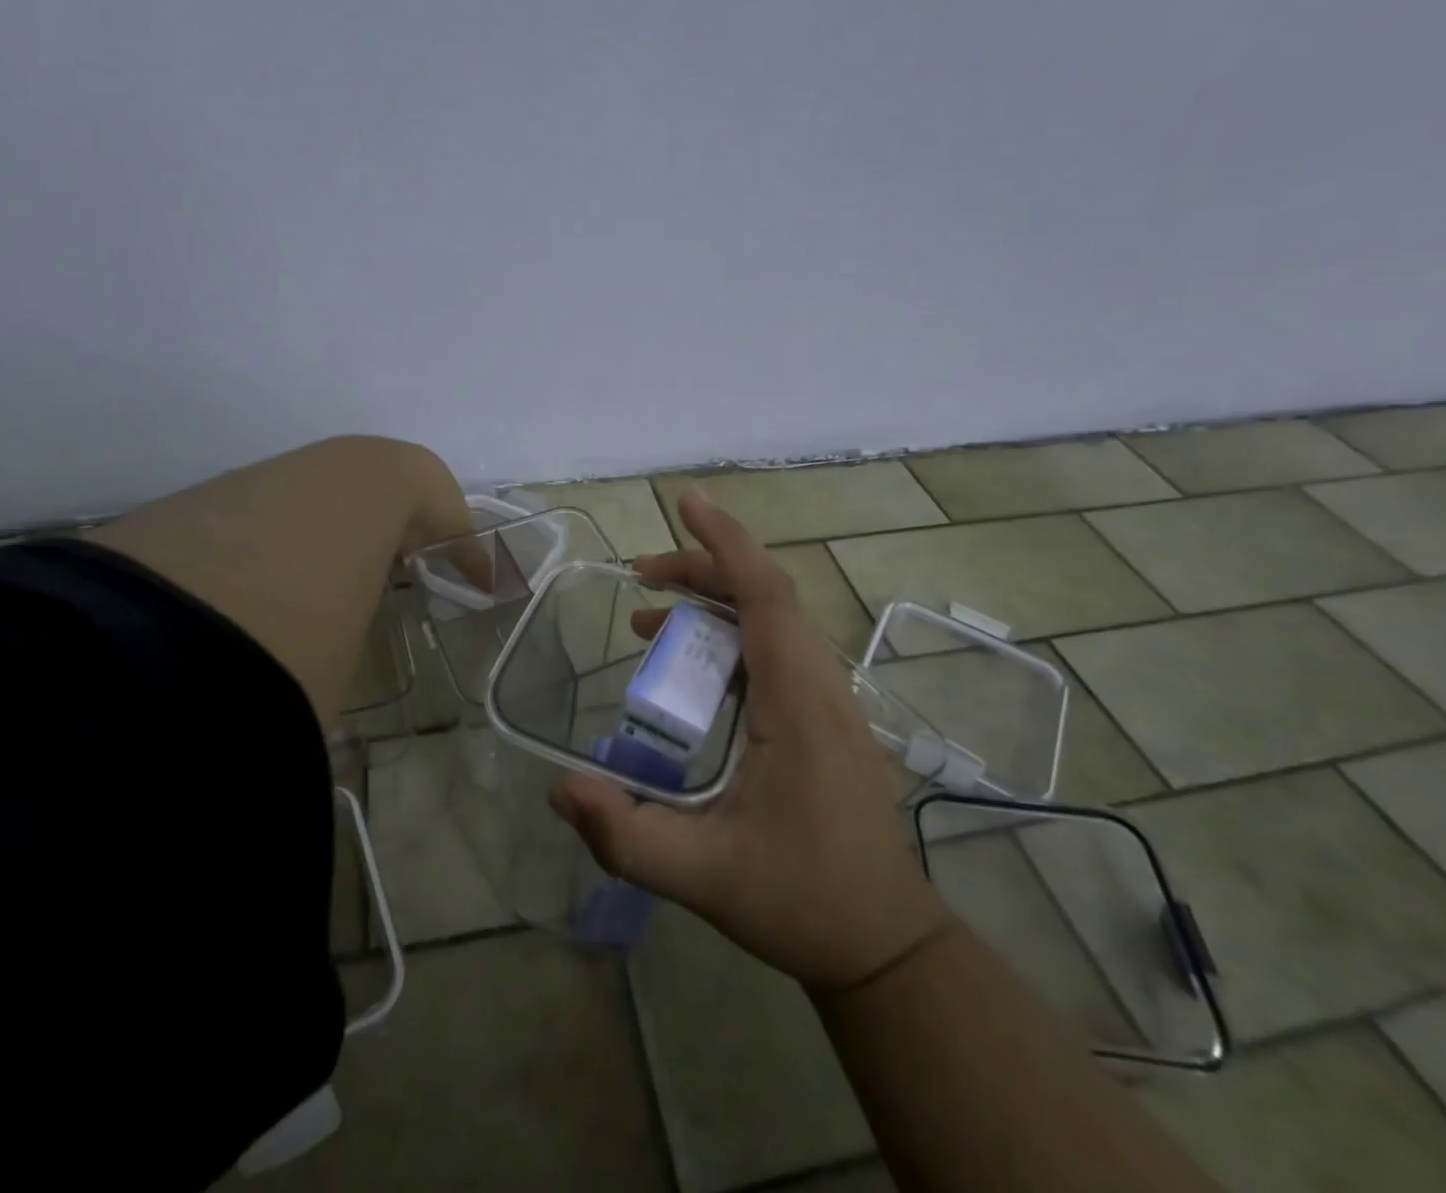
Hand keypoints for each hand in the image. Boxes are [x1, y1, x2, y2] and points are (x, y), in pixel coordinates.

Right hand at [549, 488, 952, 991]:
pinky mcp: (826, 717)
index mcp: (797, 703)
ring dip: (715, 603)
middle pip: (767, 594)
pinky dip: (732, 635)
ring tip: (649, 623)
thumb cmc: (801, 902)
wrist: (886, 943)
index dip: (725, 541)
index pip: (765, 594)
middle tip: (639, 576)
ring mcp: (829, 700)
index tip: (685, 501)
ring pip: (775, 619)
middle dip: (702, 569)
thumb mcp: (703, 877)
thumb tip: (560, 787)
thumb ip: (626, 835)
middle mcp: (820, 685)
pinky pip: (779, 649)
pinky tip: (693, 671)